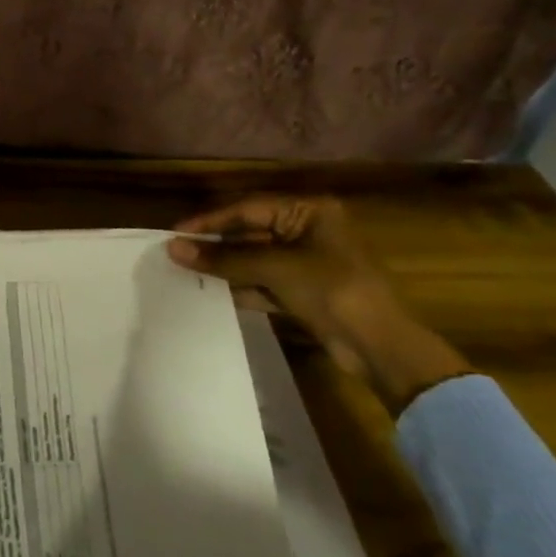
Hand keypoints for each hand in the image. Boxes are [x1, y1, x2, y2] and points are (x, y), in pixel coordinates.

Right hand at [166, 196, 471, 414]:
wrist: (382, 348)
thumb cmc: (333, 290)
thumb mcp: (275, 268)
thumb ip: (223, 257)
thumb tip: (173, 247)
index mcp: (309, 211)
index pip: (248, 208)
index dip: (210, 220)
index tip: (175, 233)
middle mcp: (308, 230)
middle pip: (250, 232)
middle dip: (215, 244)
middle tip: (177, 253)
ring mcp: (307, 263)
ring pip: (254, 258)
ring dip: (225, 266)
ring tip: (186, 272)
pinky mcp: (304, 291)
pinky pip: (263, 281)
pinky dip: (240, 286)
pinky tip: (212, 293)